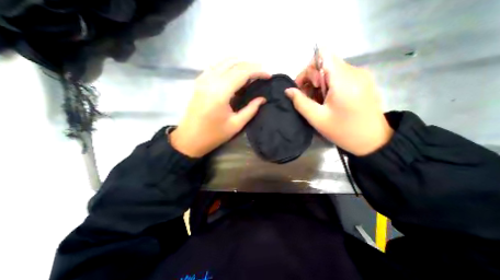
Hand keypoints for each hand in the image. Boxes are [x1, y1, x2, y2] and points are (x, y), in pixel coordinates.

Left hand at [170, 59, 269, 156]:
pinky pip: (215, 66)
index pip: (242, 73)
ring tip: (252, 70)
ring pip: (224, 61)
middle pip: (234, 64)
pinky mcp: (199, 81)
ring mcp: (203, 79)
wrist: (189, 138)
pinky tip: (235, 71)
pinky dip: (227, 65)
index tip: (268, 75)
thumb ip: (251, 110)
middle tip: (262, 71)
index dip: (258, 71)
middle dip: (251, 65)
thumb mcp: (236, 125)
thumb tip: (262, 99)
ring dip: (240, 62)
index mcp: (220, 93)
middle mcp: (210, 81)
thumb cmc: (213, 135)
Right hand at [285, 52, 393, 154]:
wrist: (372, 140)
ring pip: (331, 69)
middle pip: (325, 62)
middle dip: (311, 78)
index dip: (308, 70)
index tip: (305, 87)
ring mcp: (361, 75)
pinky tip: (328, 100)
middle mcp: (354, 71)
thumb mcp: (317, 118)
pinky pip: (339, 75)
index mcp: (343, 80)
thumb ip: (300, 102)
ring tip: (317, 101)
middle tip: (307, 97)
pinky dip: (329, 84)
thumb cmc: (343, 131)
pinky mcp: (363, 80)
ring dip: (319, 83)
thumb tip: (288, 90)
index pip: (322, 55)